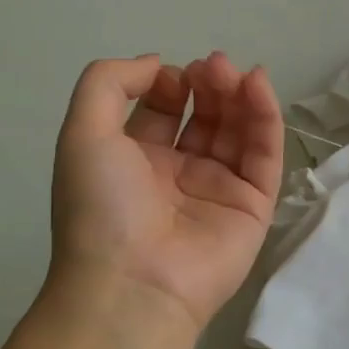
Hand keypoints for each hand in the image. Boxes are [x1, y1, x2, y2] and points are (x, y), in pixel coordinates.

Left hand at [48, 53, 282, 332]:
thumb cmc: (101, 208)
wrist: (134, 284)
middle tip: (215, 65)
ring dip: (241, 96)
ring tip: (237, 72)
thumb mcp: (82, 133)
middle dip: (211, 85)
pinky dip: (266, 120)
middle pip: (207, 118)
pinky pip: (265, 156)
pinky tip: (259, 88)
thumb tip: (157, 64)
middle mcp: (180, 173)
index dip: (172, 85)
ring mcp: (220, 190)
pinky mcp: (255, 206)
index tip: (175, 75)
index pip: (165, 111)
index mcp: (137, 160)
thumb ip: (109, 84)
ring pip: (240, 133)